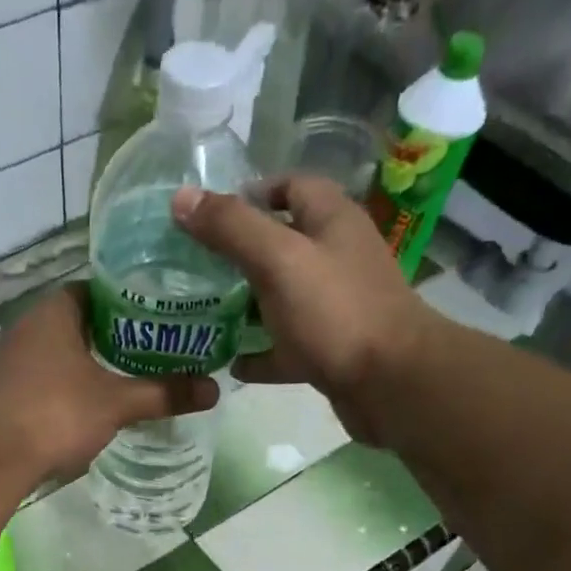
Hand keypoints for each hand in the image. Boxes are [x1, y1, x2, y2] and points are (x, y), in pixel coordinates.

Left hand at [0, 285, 219, 480]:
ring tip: (124, 378)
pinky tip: (85, 405)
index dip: (129, 301)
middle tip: (151, 351)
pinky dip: (65, 385)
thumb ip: (164, 393)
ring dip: (86, 363)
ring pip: (58, 352)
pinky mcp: (1, 390)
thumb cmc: (57, 414)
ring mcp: (10, 359)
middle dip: (112, 335)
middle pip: (79, 321)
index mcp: (55, 311)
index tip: (158, 317)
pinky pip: (42, 377)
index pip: (97, 290)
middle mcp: (27, 325)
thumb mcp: (117, 403)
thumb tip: (215, 389)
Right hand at [172, 177, 433, 443]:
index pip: (291, 187)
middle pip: (282, 245)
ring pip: (281, 299)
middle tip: (194, 269)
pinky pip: (286, 348)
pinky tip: (230, 364)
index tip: (209, 217)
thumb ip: (232, 229)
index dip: (251, 194)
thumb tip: (181, 198)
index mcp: (331, 221)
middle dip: (238, 254)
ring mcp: (334, 308)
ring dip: (245, 306)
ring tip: (202, 315)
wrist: (389, 383)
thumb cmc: (335, 312)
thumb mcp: (278, 260)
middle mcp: (335, 258)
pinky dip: (259, 355)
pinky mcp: (329, 351)